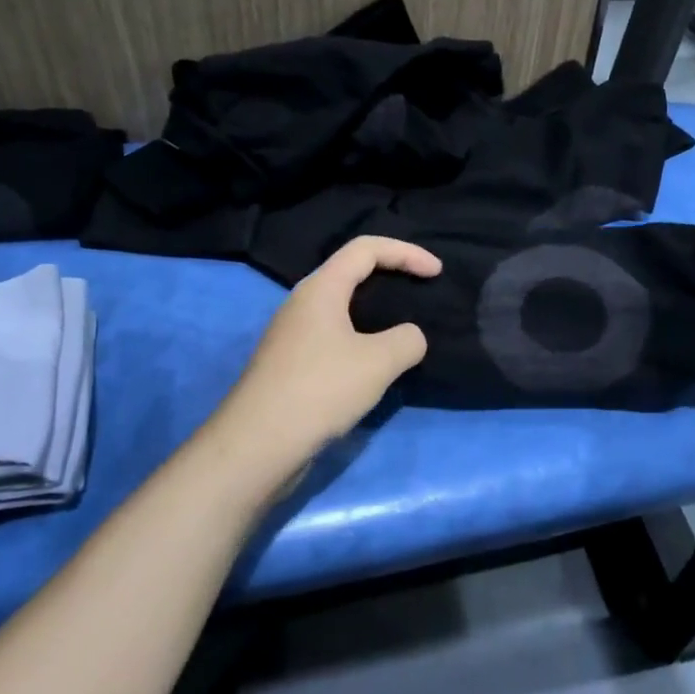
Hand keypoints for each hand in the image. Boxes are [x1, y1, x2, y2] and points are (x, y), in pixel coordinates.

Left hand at [214, 236, 439, 477]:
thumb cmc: (320, 390)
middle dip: (391, 274)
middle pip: (351, 272)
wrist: (258, 445)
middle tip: (422, 290)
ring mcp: (292, 335)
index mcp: (321, 289)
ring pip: (341, 307)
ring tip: (404, 328)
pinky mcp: (291, 364)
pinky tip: (375, 363)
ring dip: (375, 310)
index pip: (366, 249)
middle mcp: (302, 303)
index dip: (406, 252)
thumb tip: (410, 338)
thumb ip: (407, 340)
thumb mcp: (379, 362)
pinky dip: (361, 337)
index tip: (436, 272)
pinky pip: (334, 336)